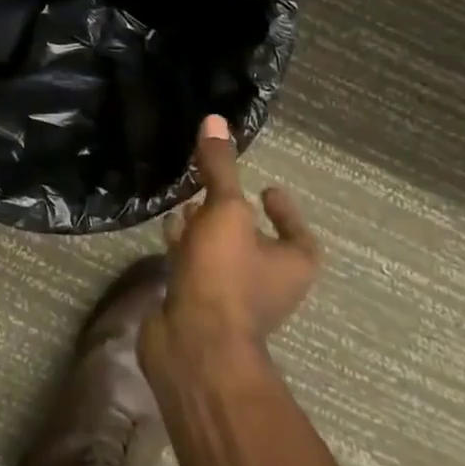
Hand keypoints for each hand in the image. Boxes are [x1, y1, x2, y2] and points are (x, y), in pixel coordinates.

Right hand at [141, 114, 321, 374]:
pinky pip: (196, 270)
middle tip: (214, 190)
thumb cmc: (224, 276)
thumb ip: (220, 168)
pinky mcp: (199, 308)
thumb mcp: (226, 211)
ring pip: (222, 256)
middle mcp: (268, 285)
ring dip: (205, 232)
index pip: (298, 234)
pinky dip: (184, 250)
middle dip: (235, 216)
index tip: (266, 187)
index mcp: (291, 265)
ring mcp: (232, 300)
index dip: (285, 211)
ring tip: (185, 205)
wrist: (194, 346)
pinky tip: (166, 232)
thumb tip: (215, 119)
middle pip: (256, 244)